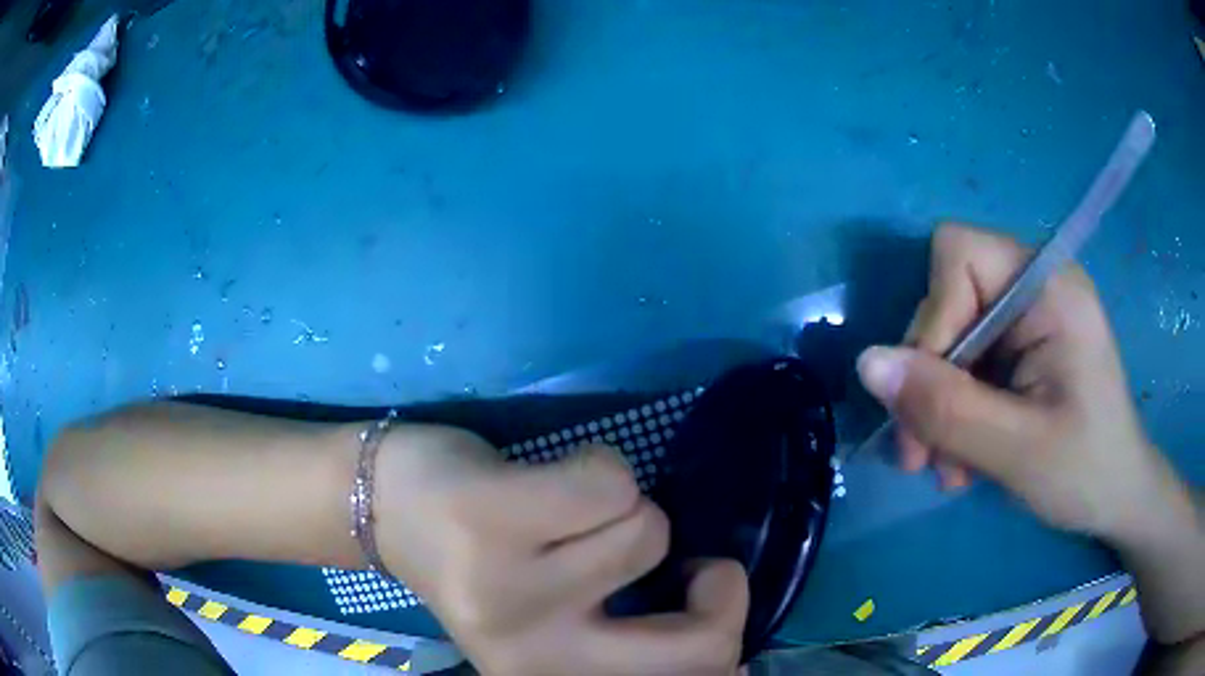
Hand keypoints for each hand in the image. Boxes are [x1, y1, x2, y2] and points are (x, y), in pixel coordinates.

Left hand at [372, 425, 748, 675]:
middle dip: (722, 592)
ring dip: (624, 510)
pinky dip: (599, 466)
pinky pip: (610, 480)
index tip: (700, 600)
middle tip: (694, 565)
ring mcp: (512, 592)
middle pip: (698, 643)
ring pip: (649, 530)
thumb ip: (628, 633)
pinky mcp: (493, 520)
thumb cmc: (482, 564)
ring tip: (566, 513)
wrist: (383, 509)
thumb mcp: (561, 623)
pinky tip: (546, 480)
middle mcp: (535, 659)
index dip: (724, 639)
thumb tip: (726, 624)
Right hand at [855, 224, 1184, 543]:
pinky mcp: (1024, 345)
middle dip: (930, 380)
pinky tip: (965, 455)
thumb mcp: (1017, 451)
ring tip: (951, 468)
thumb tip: (867, 363)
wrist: (1119, 496)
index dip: (932, 319)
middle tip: (925, 455)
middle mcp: (1036, 284)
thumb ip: (946, 408)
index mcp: (1049, 286)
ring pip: (950, 338)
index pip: (959, 255)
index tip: (930, 400)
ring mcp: (1029, 315)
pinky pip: (967, 361)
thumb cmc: (1086, 472)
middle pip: (949, 299)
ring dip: (940, 406)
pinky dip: (956, 410)